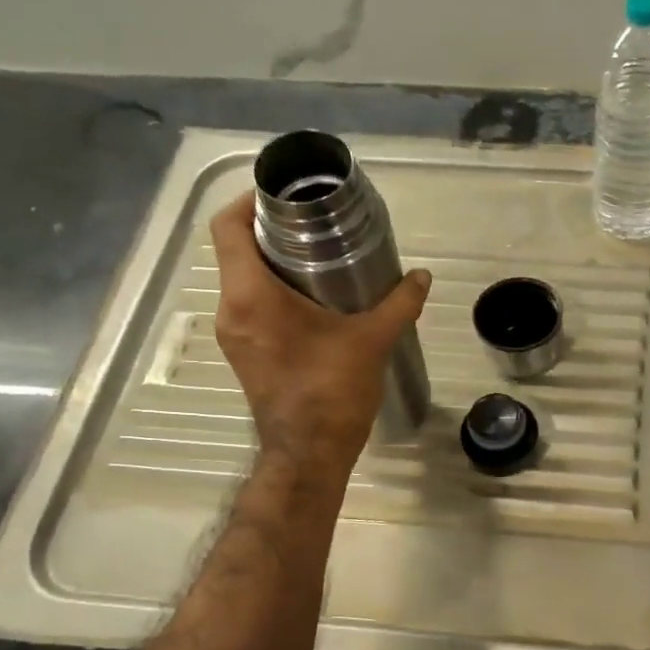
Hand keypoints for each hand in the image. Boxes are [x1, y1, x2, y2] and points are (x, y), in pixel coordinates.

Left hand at [210, 192, 430, 478]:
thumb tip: (422, 276)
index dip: (248, 201)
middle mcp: (230, 310)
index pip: (227, 228)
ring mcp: (234, 335)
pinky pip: (251, 307)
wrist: (309, 454)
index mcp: (250, 296)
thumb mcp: (371, 341)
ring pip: (243, 281)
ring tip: (318, 258)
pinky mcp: (245, 354)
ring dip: (273, 264)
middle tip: (314, 224)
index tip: (283, 196)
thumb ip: (399, 303)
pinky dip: (274, 293)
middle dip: (270, 232)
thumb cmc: (332, 391)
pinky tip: (313, 300)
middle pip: (235, 251)